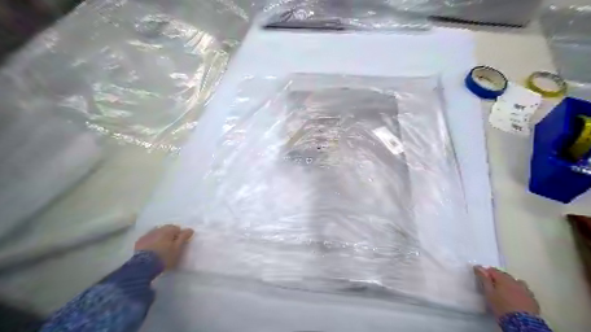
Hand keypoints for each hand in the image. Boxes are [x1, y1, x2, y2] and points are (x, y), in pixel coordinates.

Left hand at [133, 226, 194, 269]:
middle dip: (169, 235)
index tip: (179, 244)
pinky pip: (149, 239)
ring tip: (161, 248)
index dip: (179, 236)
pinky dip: (152, 242)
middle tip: (171, 246)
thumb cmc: (164, 256)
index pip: (177, 228)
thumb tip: (190, 229)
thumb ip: (184, 237)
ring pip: (157, 233)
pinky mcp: (139, 242)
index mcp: (168, 229)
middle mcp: (157, 229)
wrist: (143, 266)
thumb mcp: (178, 248)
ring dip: (160, 238)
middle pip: (166, 230)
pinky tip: (152, 249)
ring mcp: (147, 235)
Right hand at [474, 265, 539, 318]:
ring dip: (510, 285)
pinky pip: (524, 292)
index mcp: (503, 278)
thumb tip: (478, 266)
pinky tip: (515, 299)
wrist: (522, 323)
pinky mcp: (533, 299)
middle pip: (504, 275)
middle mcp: (515, 281)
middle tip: (492, 287)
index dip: (486, 273)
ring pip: (516, 283)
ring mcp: (526, 290)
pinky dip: (518, 292)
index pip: (492, 270)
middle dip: (498, 279)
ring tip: (505, 293)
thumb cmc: (501, 306)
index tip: (482, 279)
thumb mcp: (488, 292)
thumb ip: (484, 279)